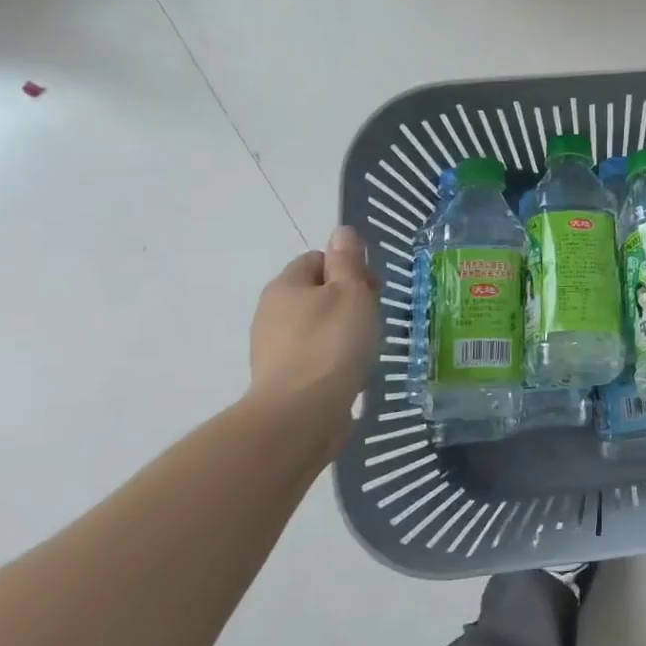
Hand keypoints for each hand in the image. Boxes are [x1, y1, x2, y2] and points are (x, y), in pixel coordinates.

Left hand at [248, 226, 379, 432]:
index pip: (317, 259)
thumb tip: (342, 230)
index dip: (348, 268)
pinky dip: (333, 360)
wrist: (301, 414)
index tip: (373, 289)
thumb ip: (348, 261)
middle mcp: (271, 313)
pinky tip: (351, 373)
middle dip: (347, 301)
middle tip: (373, 319)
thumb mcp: (351, 292)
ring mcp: (273, 349)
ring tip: (366, 349)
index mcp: (285, 285)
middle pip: (316, 293)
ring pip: (316, 327)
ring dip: (342, 333)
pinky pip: (313, 357)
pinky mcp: (282, 380)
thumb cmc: (331, 344)